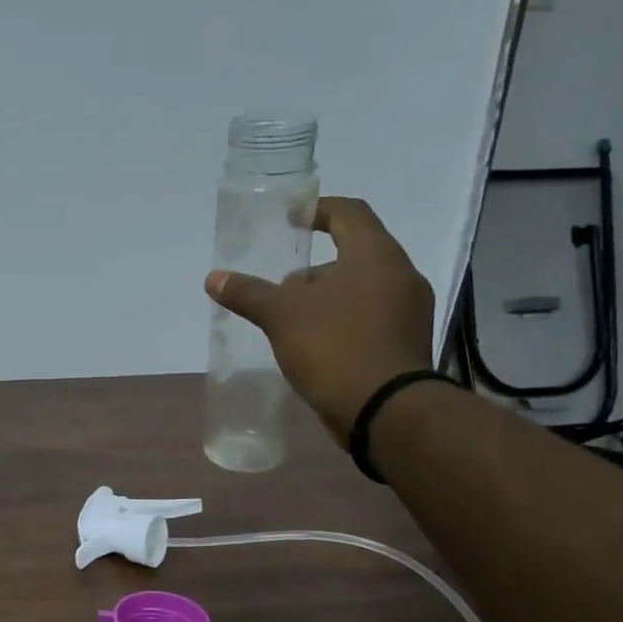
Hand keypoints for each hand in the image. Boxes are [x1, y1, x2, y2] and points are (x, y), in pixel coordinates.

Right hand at [205, 196, 434, 444]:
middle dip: (312, 269)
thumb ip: (248, 293)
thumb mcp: (281, 316)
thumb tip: (213, 278)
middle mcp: (400, 275)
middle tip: (280, 289)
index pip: (349, 212)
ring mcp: (408, 312)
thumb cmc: (335, 347)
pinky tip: (314, 345)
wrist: (386, 411)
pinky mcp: (405, 343)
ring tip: (290, 323)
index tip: (289, 220)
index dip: (317, 210)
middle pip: (353, 254)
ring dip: (325, 297)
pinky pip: (369, 317)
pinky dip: (341, 320)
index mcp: (376, 256)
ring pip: (360, 289)